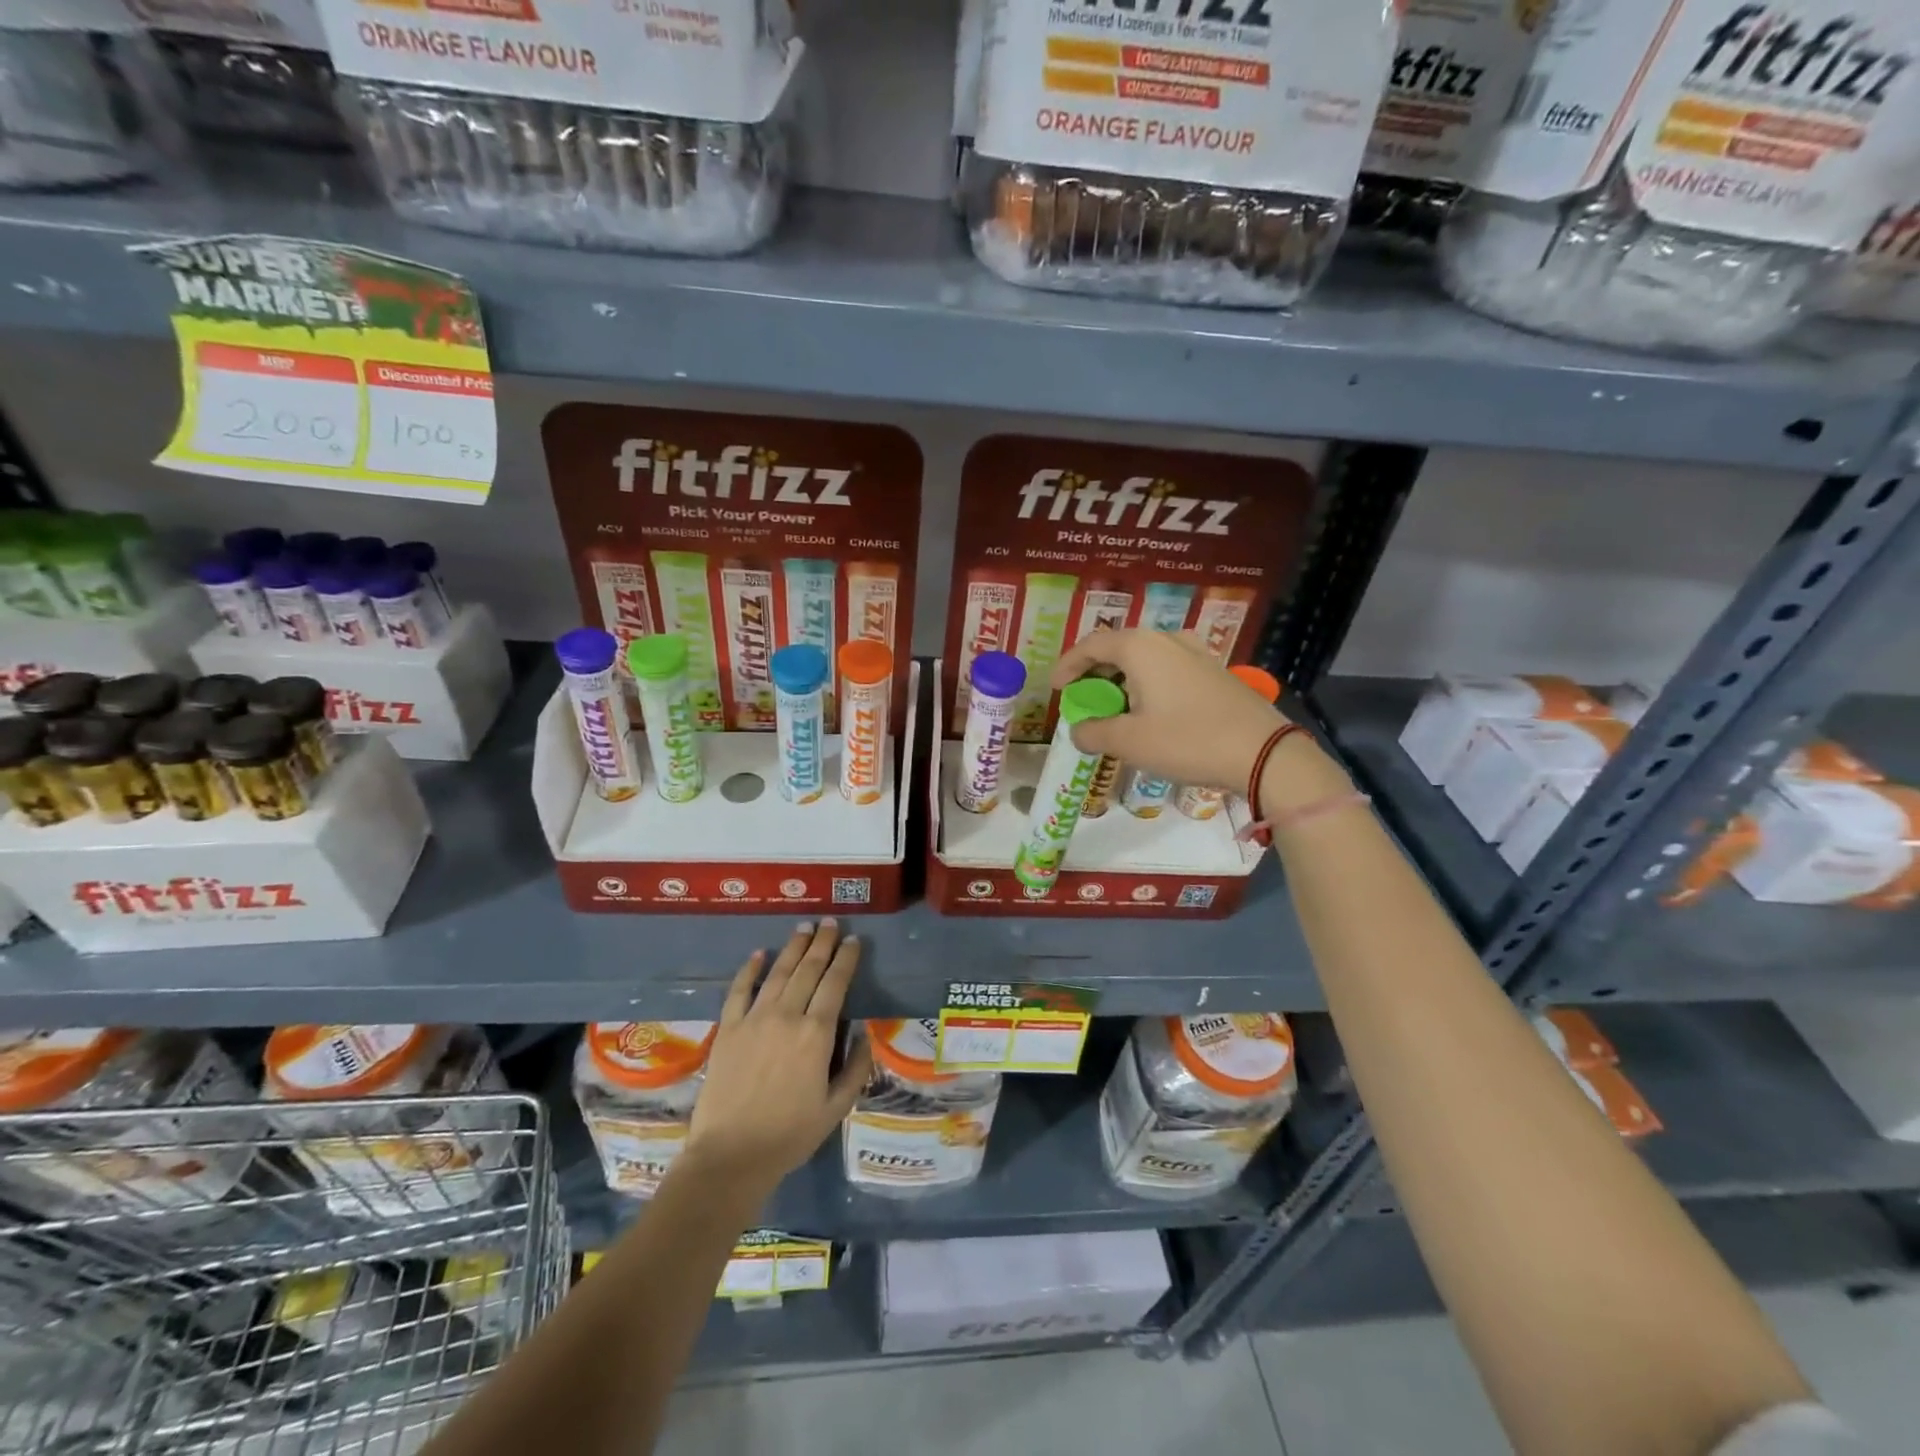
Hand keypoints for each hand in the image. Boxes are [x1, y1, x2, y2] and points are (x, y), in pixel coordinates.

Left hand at [684, 920, 872, 1201]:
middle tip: (829, 922)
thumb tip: (864, 1033)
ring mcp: (754, 1019)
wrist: (730, 1155)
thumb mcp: (836, 1108)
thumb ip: (855, 1068)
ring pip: (778, 973)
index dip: (846, 958)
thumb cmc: (790, 1135)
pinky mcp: (728, 1029)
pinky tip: (759, 954)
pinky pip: (740, 990)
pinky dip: (750, 969)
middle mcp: (787, 1016)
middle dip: (822, 943)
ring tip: (803, 927)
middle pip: (808, 969)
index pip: (836, 984)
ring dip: (793, 947)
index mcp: (817, 1034)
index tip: (853, 940)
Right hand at [1050, 630, 1286, 792]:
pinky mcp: (1214, 671)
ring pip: (1145, 658)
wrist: (1263, 752)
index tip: (1055, 688)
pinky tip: (1150, 711)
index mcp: (1141, 647)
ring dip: (1122, 679)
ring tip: (1114, 707)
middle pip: (1118, 647)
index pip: (1091, 644)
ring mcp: (1195, 653)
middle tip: (1082, 697)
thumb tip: (1078, 731)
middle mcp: (1167, 640)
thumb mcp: (1130, 742)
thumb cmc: (1187, 741)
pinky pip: (1168, 669)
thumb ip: (1094, 733)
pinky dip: (1148, 684)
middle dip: (1095, 672)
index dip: (1067, 665)